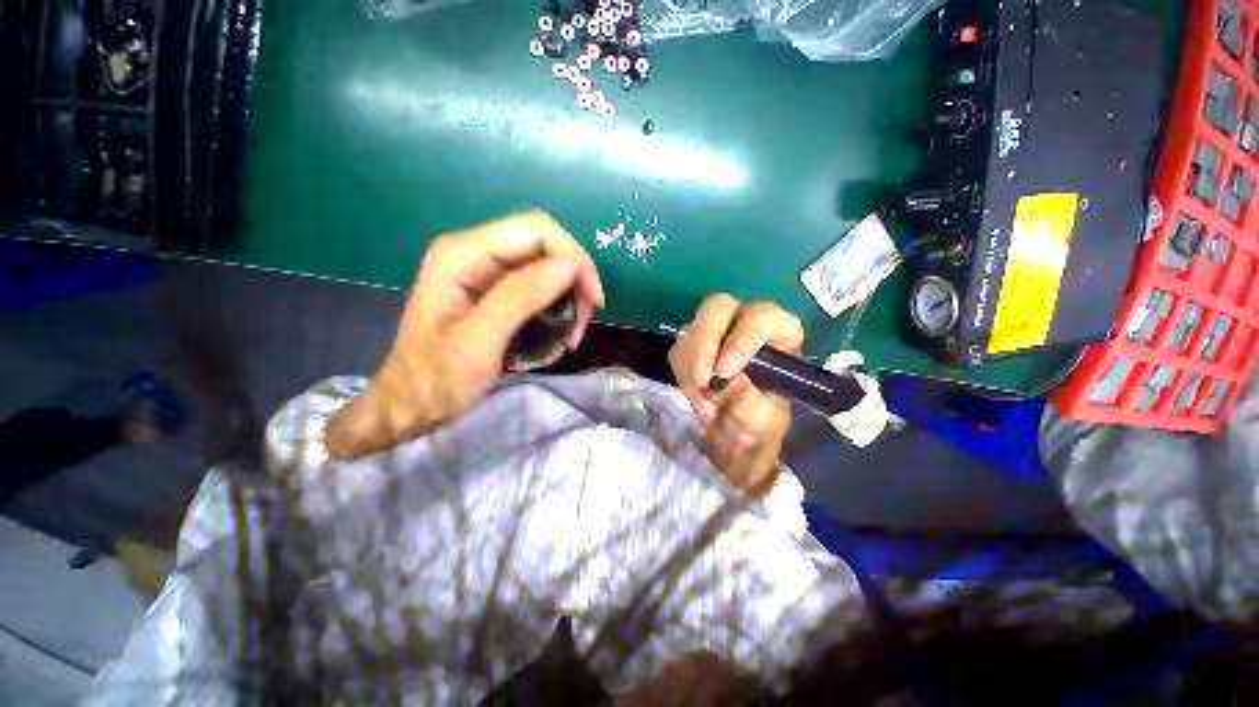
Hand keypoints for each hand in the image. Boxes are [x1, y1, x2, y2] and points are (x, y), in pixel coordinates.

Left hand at [326, 211, 604, 459]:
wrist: (411, 405)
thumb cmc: (437, 379)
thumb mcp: (479, 340)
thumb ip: (521, 297)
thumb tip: (570, 267)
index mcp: (463, 253)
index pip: (536, 230)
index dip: (574, 258)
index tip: (593, 300)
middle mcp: (475, 252)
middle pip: (546, 246)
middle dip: (574, 282)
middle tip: (582, 323)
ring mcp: (485, 271)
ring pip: (548, 267)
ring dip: (569, 299)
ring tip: (570, 336)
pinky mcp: (495, 291)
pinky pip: (540, 288)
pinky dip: (558, 310)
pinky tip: (558, 335)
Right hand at [668, 295, 803, 497]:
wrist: (735, 436)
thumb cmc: (759, 425)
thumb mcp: (764, 423)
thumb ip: (752, 407)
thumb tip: (734, 382)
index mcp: (778, 334)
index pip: (761, 317)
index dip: (741, 339)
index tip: (723, 373)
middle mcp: (745, 323)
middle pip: (718, 307)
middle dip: (704, 343)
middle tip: (701, 380)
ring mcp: (716, 331)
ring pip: (691, 328)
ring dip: (690, 366)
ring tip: (704, 401)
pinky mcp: (693, 344)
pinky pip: (678, 350)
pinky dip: (681, 374)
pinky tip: (696, 395)